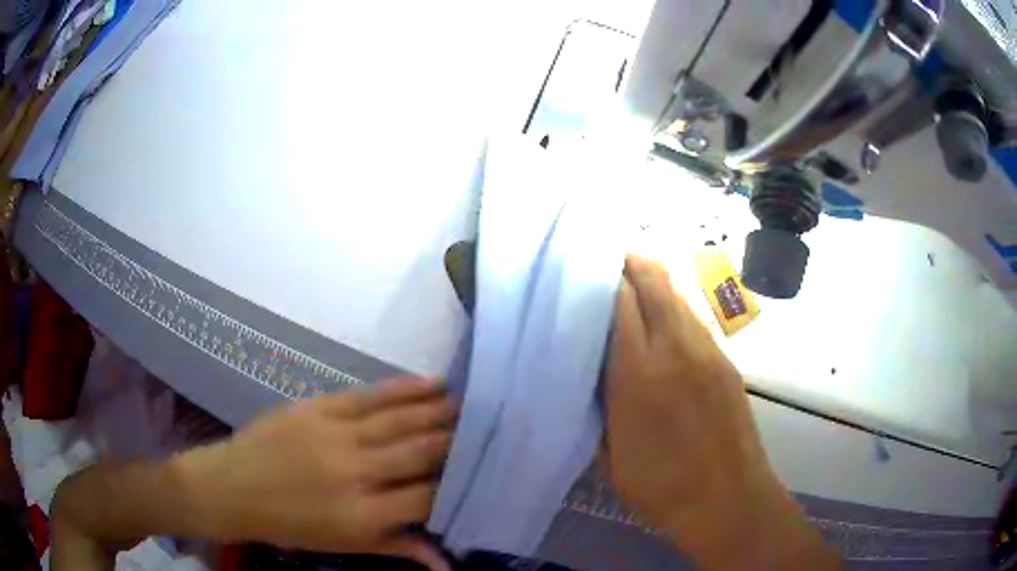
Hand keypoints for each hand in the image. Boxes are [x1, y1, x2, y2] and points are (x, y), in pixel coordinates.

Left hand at [177, 377, 456, 568]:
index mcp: (362, 515)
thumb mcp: (342, 545)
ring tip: (472, 402)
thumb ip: (397, 547)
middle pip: (422, 453)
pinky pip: (370, 395)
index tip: (483, 471)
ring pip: (402, 420)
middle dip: (459, 441)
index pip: (427, 497)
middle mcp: (355, 472)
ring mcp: (336, 434)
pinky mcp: (318, 407)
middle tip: (489, 428)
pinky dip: (405, 389)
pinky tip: (431, 383)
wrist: (230, 487)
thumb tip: (448, 564)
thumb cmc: (288, 526)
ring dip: (441, 411)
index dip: (458, 484)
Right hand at [604, 255, 836, 568]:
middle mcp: (676, 349)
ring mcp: (707, 351)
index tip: (582, 267)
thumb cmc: (661, 488)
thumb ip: (598, 403)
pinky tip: (660, 326)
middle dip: (628, 261)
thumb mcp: (610, 455)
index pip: (619, 300)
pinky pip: (693, 319)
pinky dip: (672, 309)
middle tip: (604, 261)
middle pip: (654, 280)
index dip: (601, 275)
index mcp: (639, 374)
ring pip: (677, 295)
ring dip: (652, 283)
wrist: (728, 499)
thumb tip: (591, 369)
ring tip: (628, 289)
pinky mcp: (726, 361)